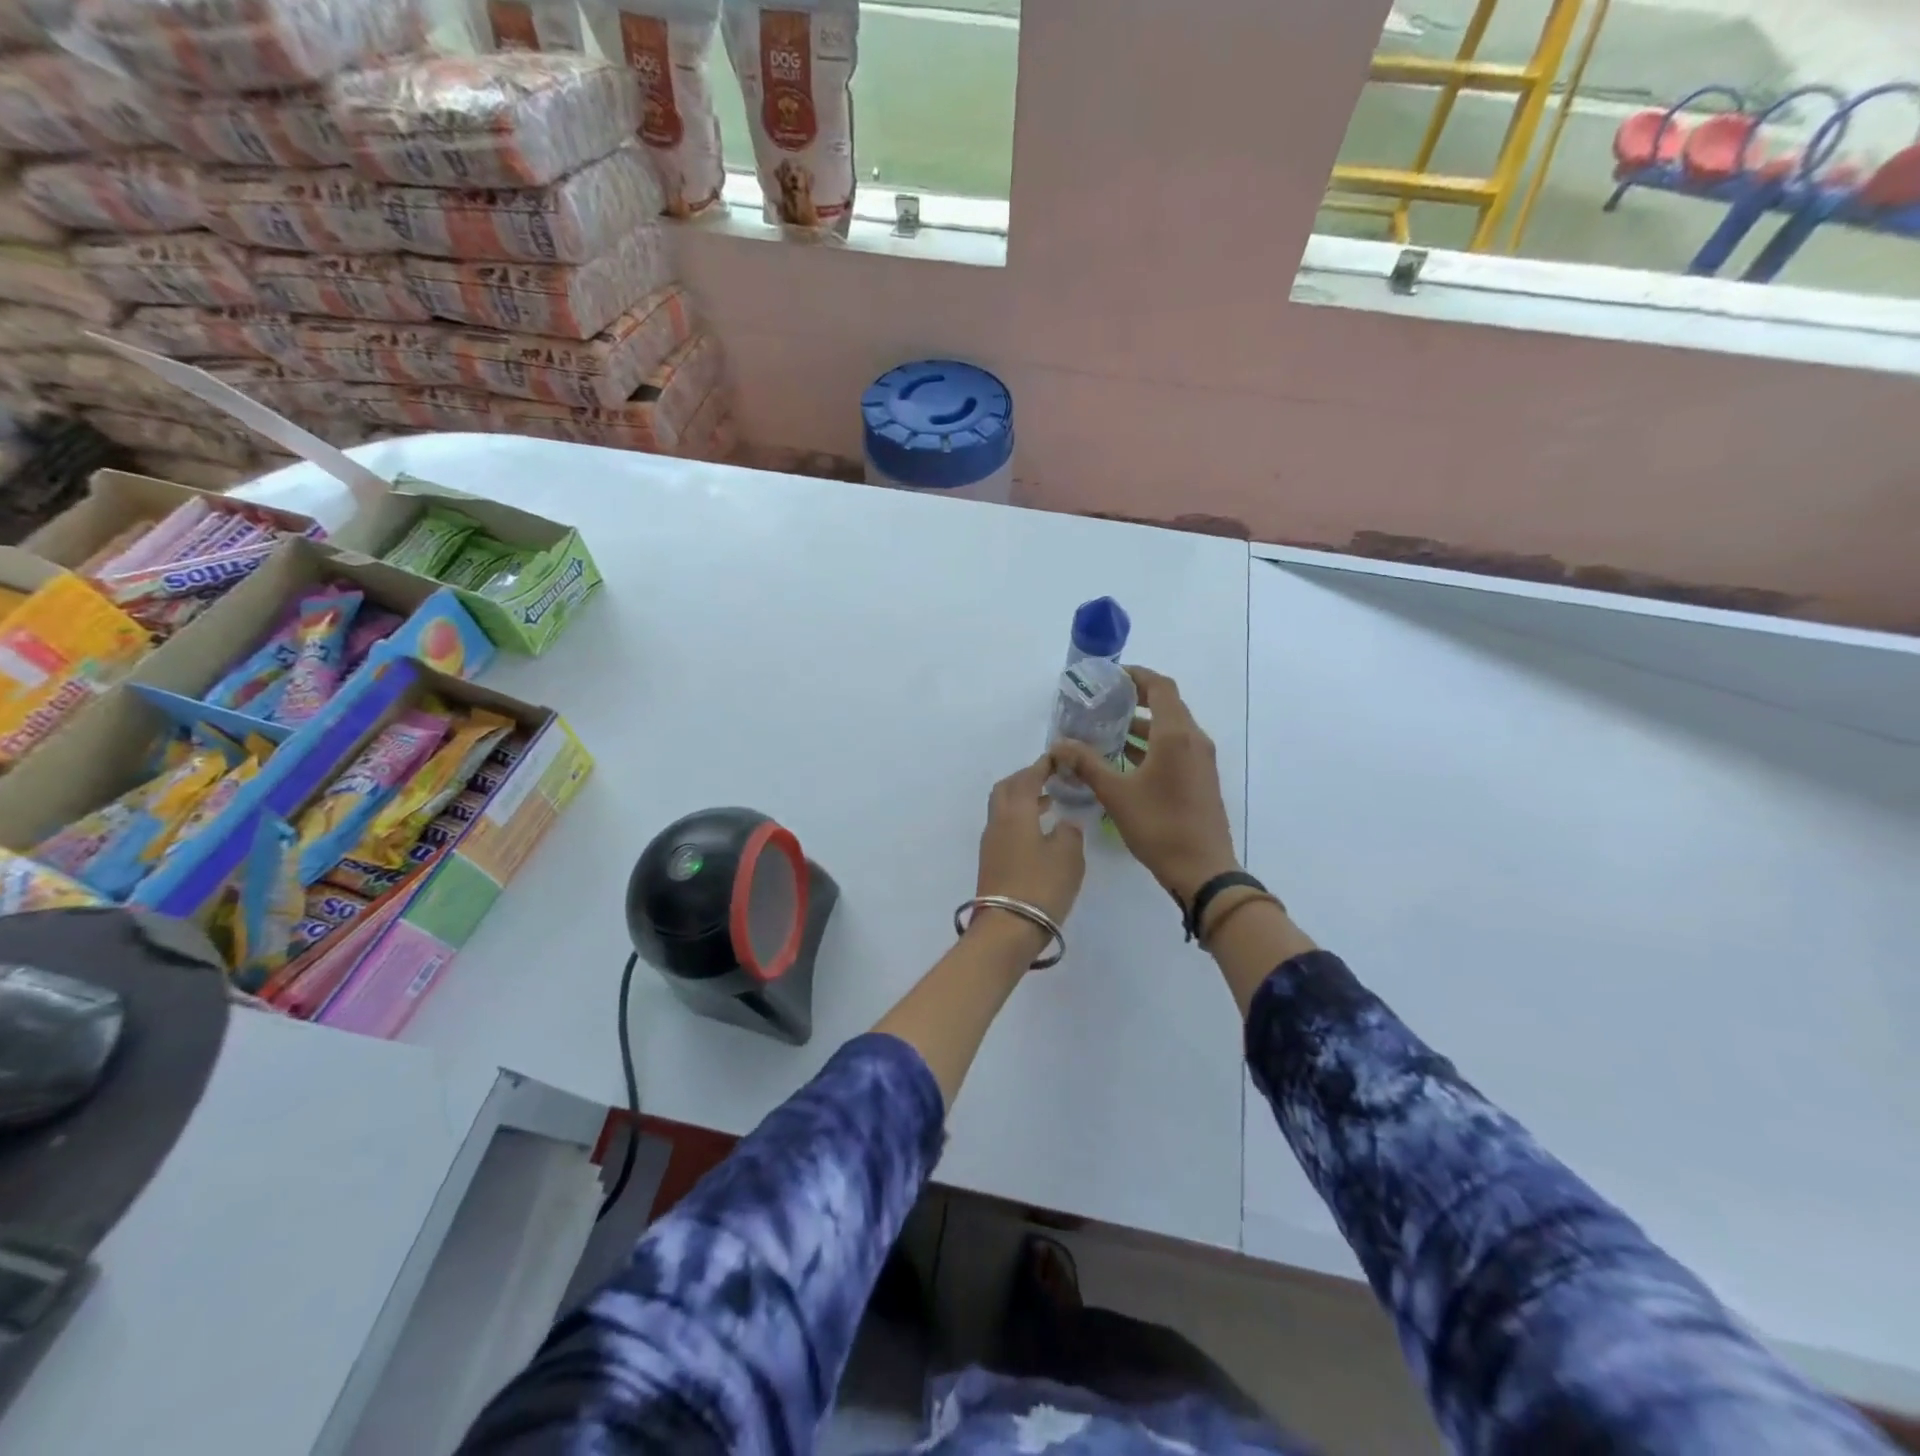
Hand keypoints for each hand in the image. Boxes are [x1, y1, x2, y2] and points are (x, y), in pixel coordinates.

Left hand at [974, 752, 1085, 945]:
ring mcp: (991, 843)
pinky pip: (1004, 827)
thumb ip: (1069, 833)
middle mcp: (998, 821)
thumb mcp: (1068, 856)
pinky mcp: (991, 862)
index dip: (1042, 765)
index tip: (1057, 758)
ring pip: (1003, 808)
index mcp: (1016, 812)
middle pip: (1007, 788)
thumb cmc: (1041, 886)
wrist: (1007, 929)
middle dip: (1026, 779)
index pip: (1027, 778)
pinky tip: (1039, 832)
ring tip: (1048, 803)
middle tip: (1049, 778)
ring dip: (1023, 800)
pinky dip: (1020, 819)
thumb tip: (1065, 823)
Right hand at [1051, 666, 1237, 903]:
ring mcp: (1201, 761)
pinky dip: (1153, 745)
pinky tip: (1126, 761)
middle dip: (1136, 700)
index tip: (1111, 677)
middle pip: (1167, 705)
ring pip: (1172, 729)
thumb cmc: (1159, 826)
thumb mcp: (1116, 793)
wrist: (1203, 870)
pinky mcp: (1201, 779)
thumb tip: (1059, 744)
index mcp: (1176, 735)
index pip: (1160, 687)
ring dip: (1143, 726)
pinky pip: (1177, 748)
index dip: (1137, 675)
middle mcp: (1194, 740)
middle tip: (1103, 702)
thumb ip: (1087, 764)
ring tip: (1108, 731)